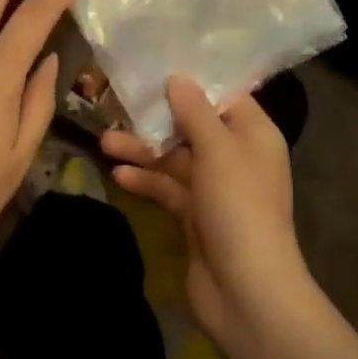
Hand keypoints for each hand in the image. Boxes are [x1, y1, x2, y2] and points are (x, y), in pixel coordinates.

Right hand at [102, 76, 319, 358]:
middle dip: (157, 116)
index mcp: (253, 134)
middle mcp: (236, 156)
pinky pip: (168, 188)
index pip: (223, 95)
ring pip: (175, 157)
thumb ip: (195, 111)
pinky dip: (146, 180)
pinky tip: (118, 174)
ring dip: (143, 149)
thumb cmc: (239, 208)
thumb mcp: (218, 150)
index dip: (193, 80)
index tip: (157, 63)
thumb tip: (178, 77)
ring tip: (104, 141)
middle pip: (193, 125)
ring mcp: (215, 189)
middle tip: (118, 102)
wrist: (248, 295)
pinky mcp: (195, 217)